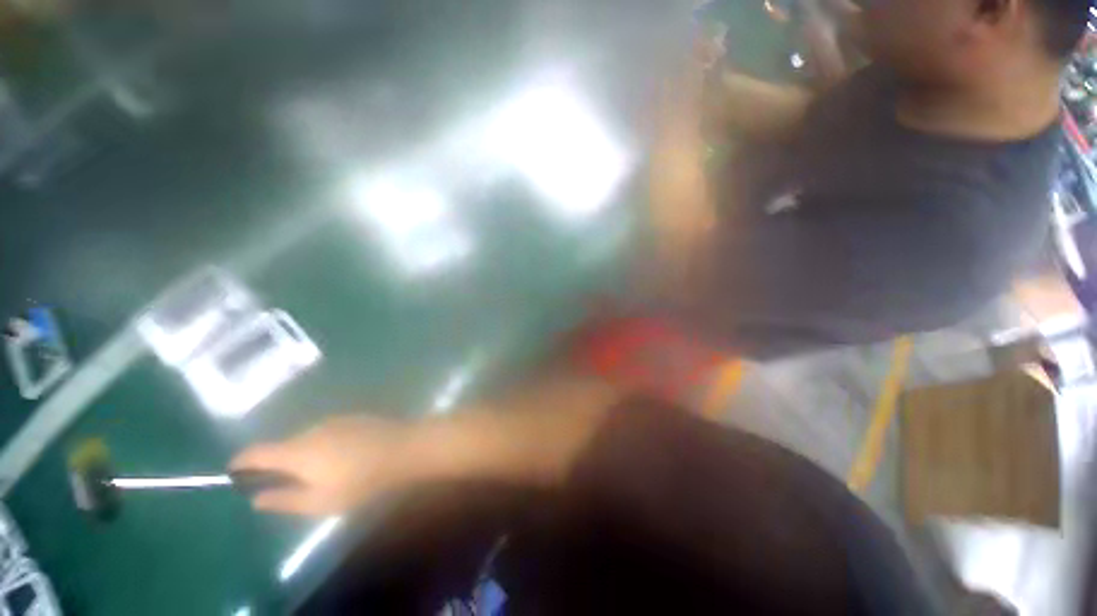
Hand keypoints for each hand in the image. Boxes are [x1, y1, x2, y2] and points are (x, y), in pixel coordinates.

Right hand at [230, 415, 415, 515]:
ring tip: (317, 474)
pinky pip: (327, 432)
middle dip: (276, 463)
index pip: (256, 452)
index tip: (233, 472)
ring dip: (303, 454)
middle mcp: (312, 429)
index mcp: (297, 451)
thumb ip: (284, 500)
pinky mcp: (354, 418)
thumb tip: (256, 498)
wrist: (405, 449)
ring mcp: (335, 420)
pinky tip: (340, 459)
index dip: (240, 461)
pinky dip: (323, 445)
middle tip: (282, 484)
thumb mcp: (320, 501)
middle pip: (283, 445)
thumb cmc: (362, 481)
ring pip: (307, 439)